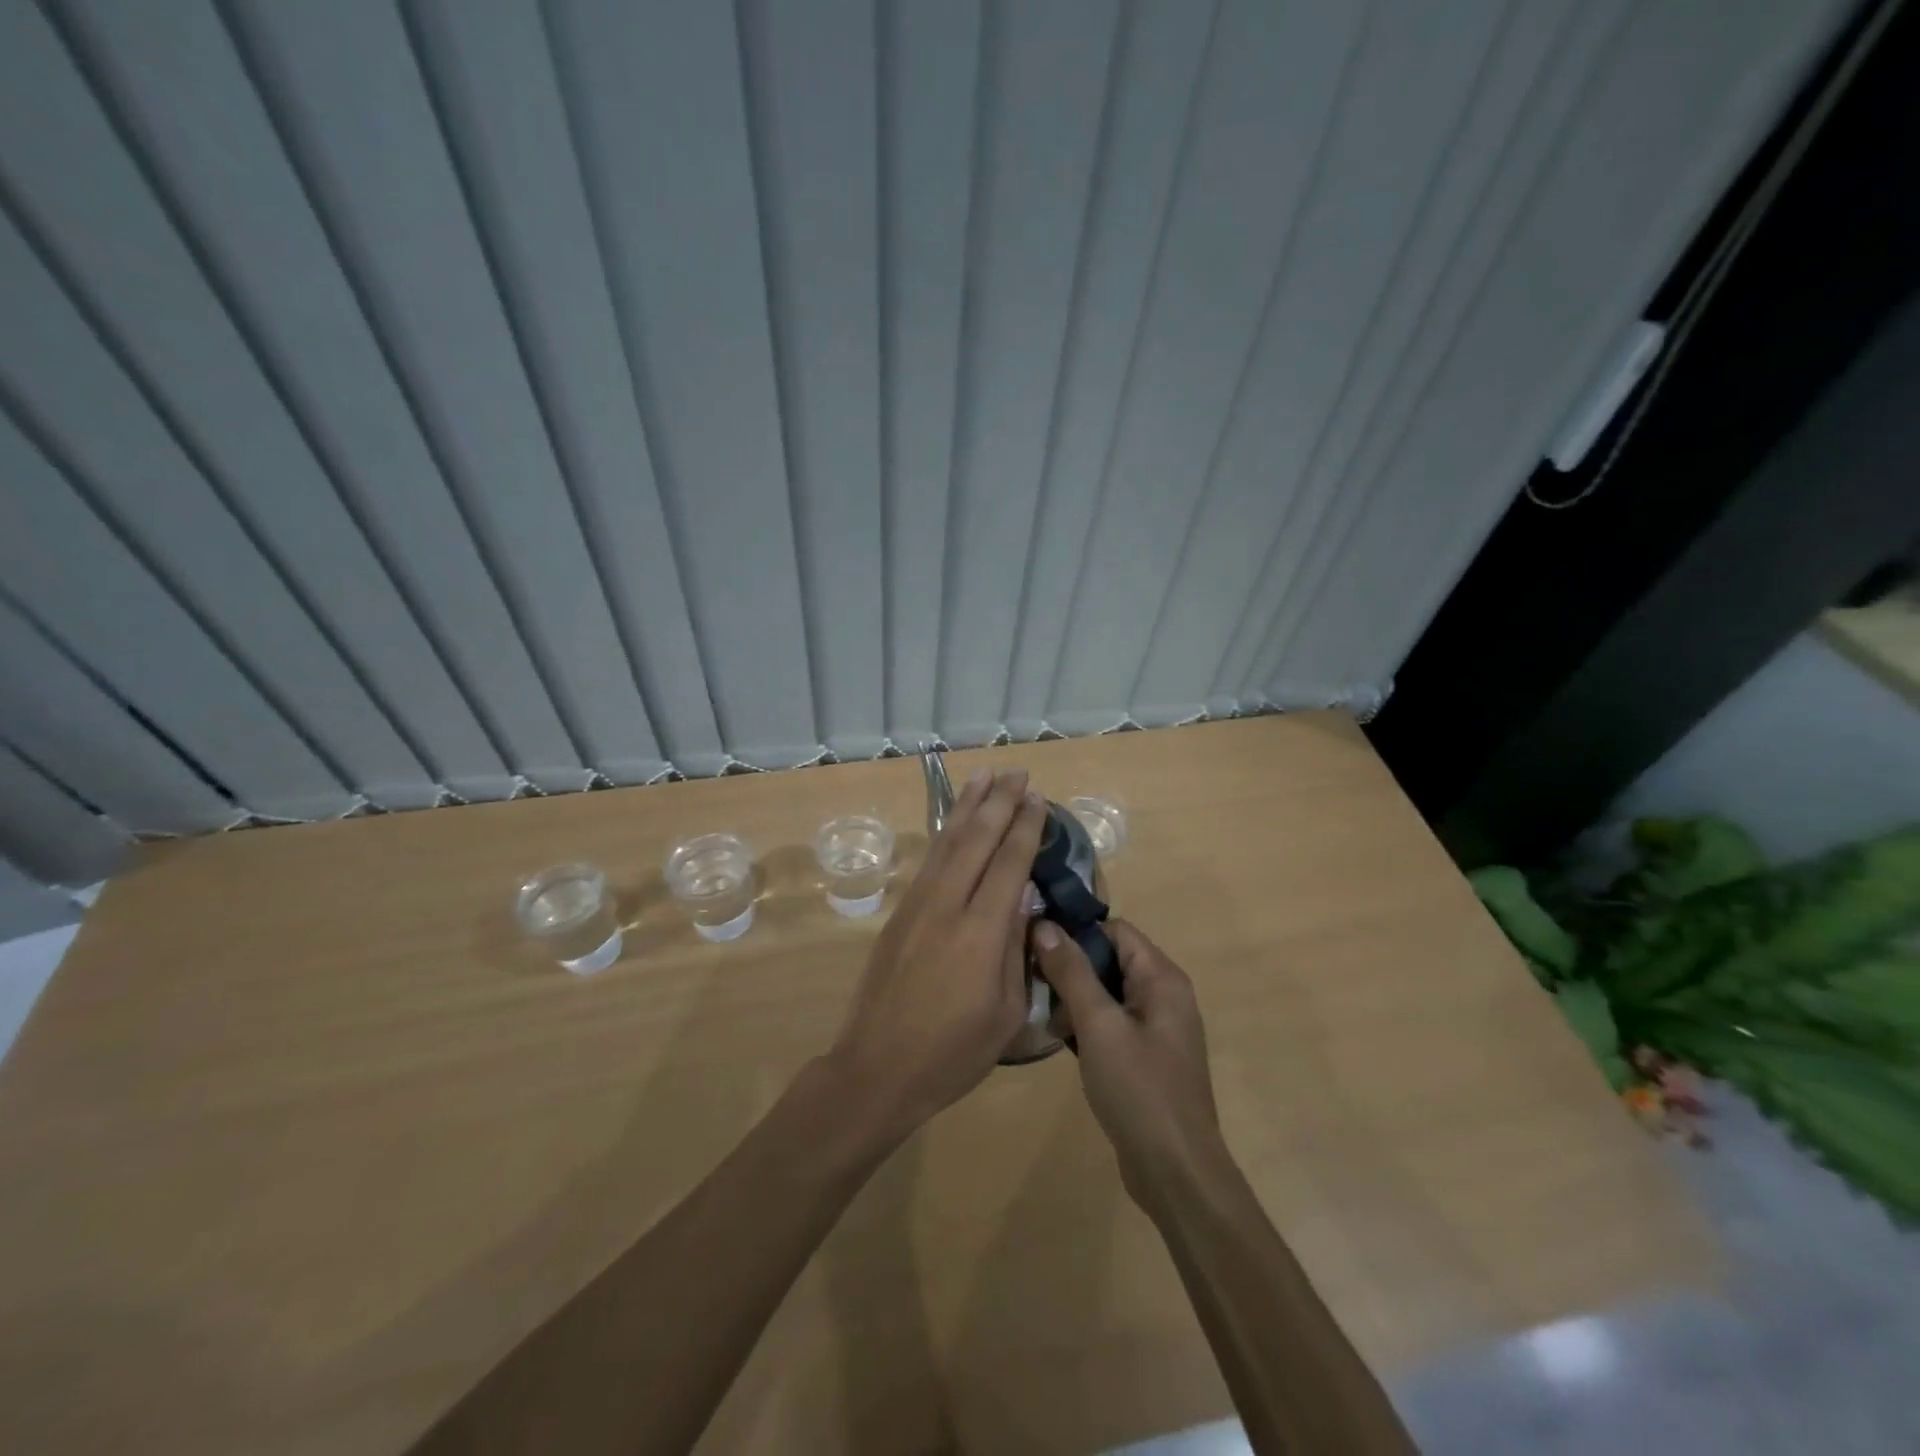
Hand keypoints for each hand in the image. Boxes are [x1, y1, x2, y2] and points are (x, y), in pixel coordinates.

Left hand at [828, 769, 1047, 1138]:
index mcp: (981, 933)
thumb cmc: (953, 1053)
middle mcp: (948, 906)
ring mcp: (918, 906)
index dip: (1025, 828)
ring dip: (968, 806)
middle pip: (977, 841)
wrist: (877, 1069)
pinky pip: (930, 861)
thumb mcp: (1006, 1014)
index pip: (1009, 865)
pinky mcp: (900, 914)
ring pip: (947, 843)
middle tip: (1018, 773)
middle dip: (1000, 803)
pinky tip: (954, 821)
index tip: (1038, 798)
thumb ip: (1017, 950)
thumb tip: (1023, 898)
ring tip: (985, 776)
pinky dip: (944, 833)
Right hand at [1032, 918, 1226, 1206]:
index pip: (1114, 930)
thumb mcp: (1099, 1025)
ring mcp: (1157, 1028)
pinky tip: (1062, 1043)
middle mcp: (1164, 995)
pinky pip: (1112, 1023)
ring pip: (1107, 993)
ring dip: (1075, 1000)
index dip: (1076, 933)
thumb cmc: (1139, 1090)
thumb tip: (1044, 925)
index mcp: (1162, 978)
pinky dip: (1087, 1026)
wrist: (1176, 1173)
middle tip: (1034, 985)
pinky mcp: (1147, 1056)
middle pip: (1110, 959)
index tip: (1035, 946)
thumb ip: (1072, 972)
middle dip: (1071, 969)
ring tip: (1044, 1018)